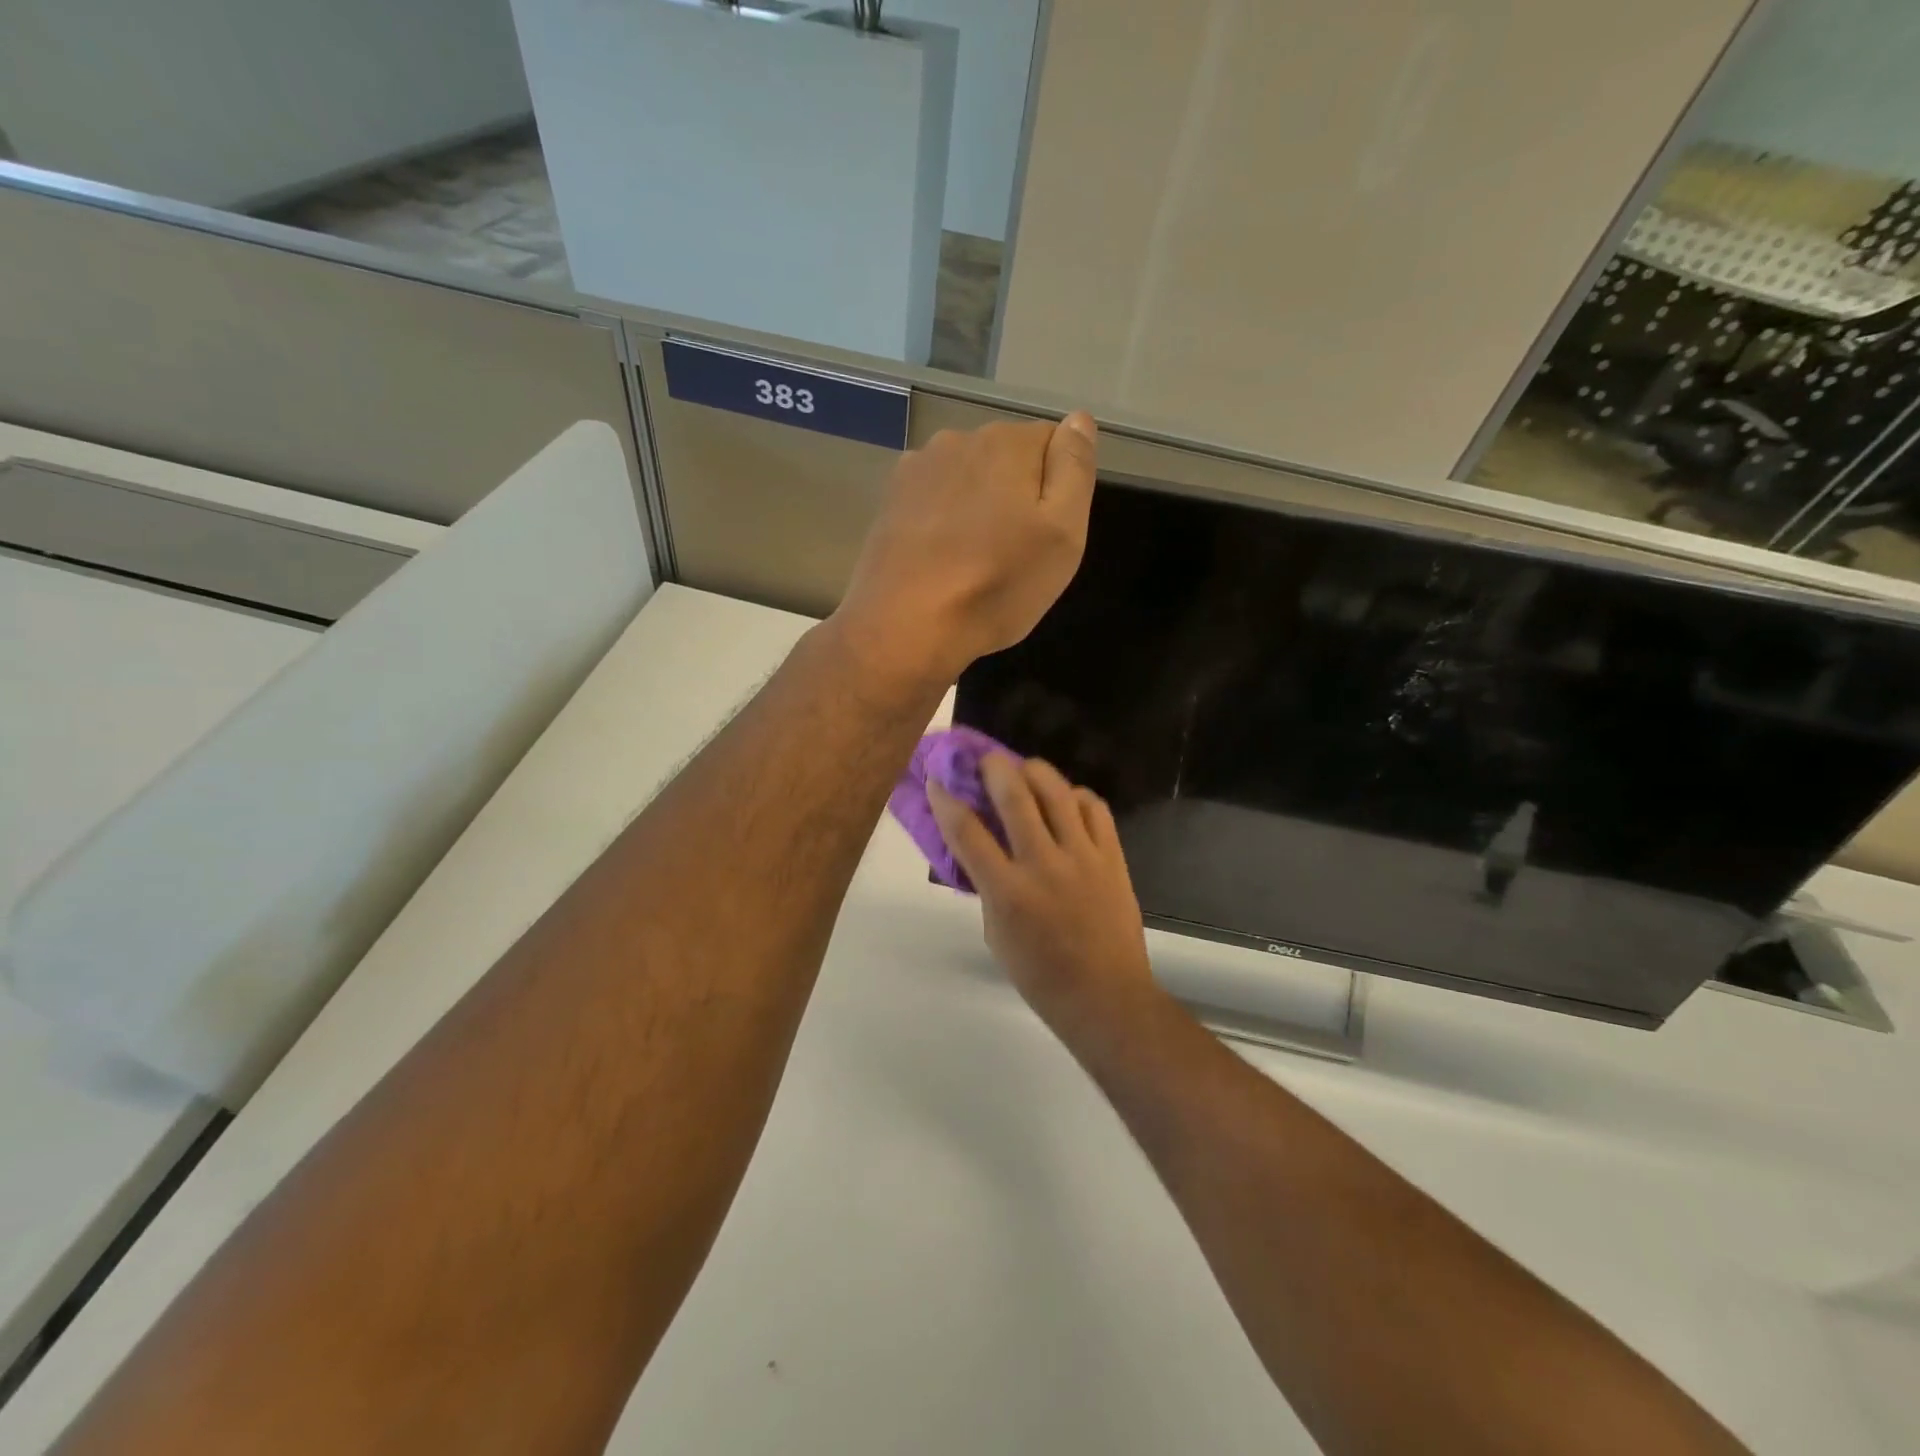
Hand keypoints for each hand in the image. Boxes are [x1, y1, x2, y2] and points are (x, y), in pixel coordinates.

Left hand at [832, 413, 1097, 692]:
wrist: (904, 626)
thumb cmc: (996, 584)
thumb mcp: (1062, 534)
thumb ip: (1074, 469)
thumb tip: (1078, 419)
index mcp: (1008, 441)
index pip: (1053, 444)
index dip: (1058, 491)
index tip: (1046, 535)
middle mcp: (959, 439)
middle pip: (1007, 459)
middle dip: (1016, 495)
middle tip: (1013, 554)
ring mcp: (917, 469)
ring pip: (967, 479)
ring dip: (977, 507)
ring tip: (972, 561)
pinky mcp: (890, 501)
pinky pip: (934, 500)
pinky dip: (942, 520)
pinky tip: (940, 560)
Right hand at [928, 754, 1160, 1039]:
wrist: (1106, 996)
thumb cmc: (1040, 975)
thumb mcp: (995, 934)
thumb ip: (988, 885)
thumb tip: (981, 849)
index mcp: (1007, 891)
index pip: (966, 831)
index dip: (945, 799)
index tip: (935, 779)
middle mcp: (1043, 864)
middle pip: (1014, 795)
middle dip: (992, 767)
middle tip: (985, 759)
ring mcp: (1082, 856)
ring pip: (1057, 792)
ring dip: (1034, 771)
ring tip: (1025, 770)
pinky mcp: (1112, 857)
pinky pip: (1095, 808)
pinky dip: (1077, 796)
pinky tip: (1067, 801)